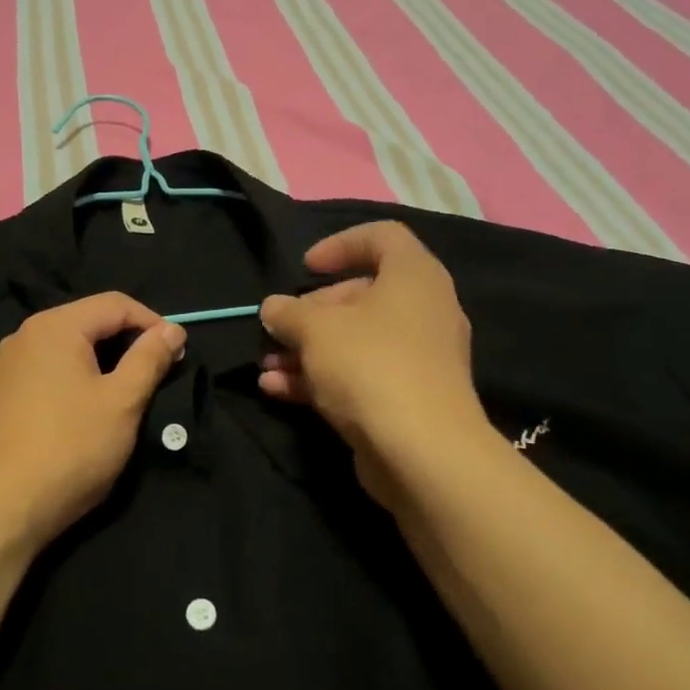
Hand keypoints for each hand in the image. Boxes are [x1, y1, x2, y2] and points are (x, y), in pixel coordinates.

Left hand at [0, 294, 184, 554]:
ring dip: (96, 364)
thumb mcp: (123, 403)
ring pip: (61, 351)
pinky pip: (40, 375)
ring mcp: (1, 368)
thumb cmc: (70, 449)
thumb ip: (149, 359)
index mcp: (55, 327)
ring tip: (119, 396)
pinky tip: (75, 416)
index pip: (115, 304)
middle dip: (124, 343)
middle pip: (86, 324)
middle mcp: (22, 337)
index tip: (176, 353)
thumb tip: (172, 330)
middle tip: (153, 374)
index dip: (152, 323)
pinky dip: (67, 383)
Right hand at [259, 223, 485, 502]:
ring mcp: (418, 358)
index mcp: (414, 277)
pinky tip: (276, 389)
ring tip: (266, 364)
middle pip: (361, 295)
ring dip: (307, 349)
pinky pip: (359, 375)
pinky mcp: (407, 398)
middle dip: (311, 312)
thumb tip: (274, 308)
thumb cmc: (370, 365)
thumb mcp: (316, 329)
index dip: (340, 244)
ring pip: (355, 341)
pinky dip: (321, 378)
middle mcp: (423, 311)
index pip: (382, 237)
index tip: (306, 267)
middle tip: (279, 327)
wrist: (423, 452)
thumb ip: (288, 312)